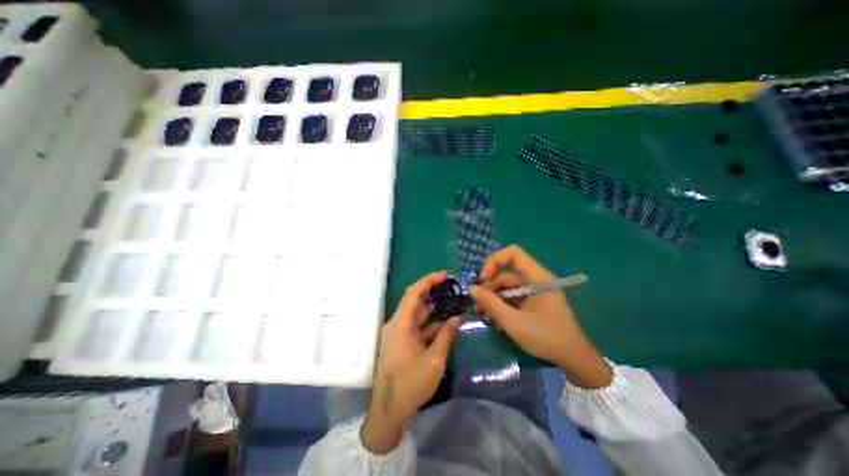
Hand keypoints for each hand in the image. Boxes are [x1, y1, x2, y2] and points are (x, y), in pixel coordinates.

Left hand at [361, 271, 462, 451]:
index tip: (445, 275)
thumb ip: (446, 336)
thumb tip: (456, 318)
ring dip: (434, 308)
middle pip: (415, 300)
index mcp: (400, 324)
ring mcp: (399, 332)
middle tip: (452, 286)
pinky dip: (431, 323)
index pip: (414, 293)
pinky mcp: (402, 341)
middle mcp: (397, 323)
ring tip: (453, 301)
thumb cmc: (410, 384)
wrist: (388, 410)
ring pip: (418, 313)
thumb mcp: (433, 361)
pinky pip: (418, 326)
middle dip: (433, 291)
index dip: (429, 280)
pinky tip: (446, 322)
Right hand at [472, 246, 610, 390]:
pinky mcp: (533, 302)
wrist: (573, 360)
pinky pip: (512, 298)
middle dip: (489, 287)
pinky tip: (493, 319)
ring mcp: (534, 291)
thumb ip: (490, 303)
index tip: (483, 279)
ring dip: (493, 299)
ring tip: (481, 314)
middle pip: (506, 274)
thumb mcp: (512, 321)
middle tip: (477, 304)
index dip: (494, 261)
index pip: (513, 253)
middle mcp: (535, 280)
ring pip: (507, 287)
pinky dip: (501, 305)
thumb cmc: (545, 337)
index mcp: (537, 277)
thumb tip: (471, 288)